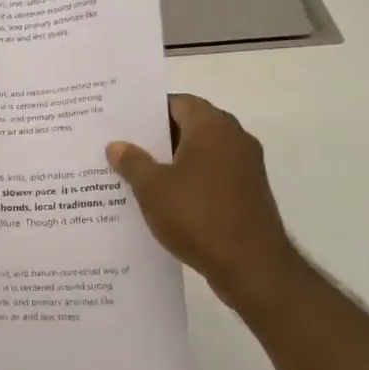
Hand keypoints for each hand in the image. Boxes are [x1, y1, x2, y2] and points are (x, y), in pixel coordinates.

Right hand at [107, 94, 307, 317]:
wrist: (252, 266)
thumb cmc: (198, 215)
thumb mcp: (152, 188)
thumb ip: (132, 162)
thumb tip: (117, 145)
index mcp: (212, 126)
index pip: (178, 103)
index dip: (148, 110)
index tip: (122, 122)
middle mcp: (234, 138)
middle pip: (190, 126)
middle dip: (157, 137)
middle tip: (123, 147)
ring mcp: (246, 167)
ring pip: (201, 154)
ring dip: (173, 162)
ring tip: (136, 175)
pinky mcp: (249, 193)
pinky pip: (212, 176)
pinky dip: (190, 181)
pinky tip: (164, 200)